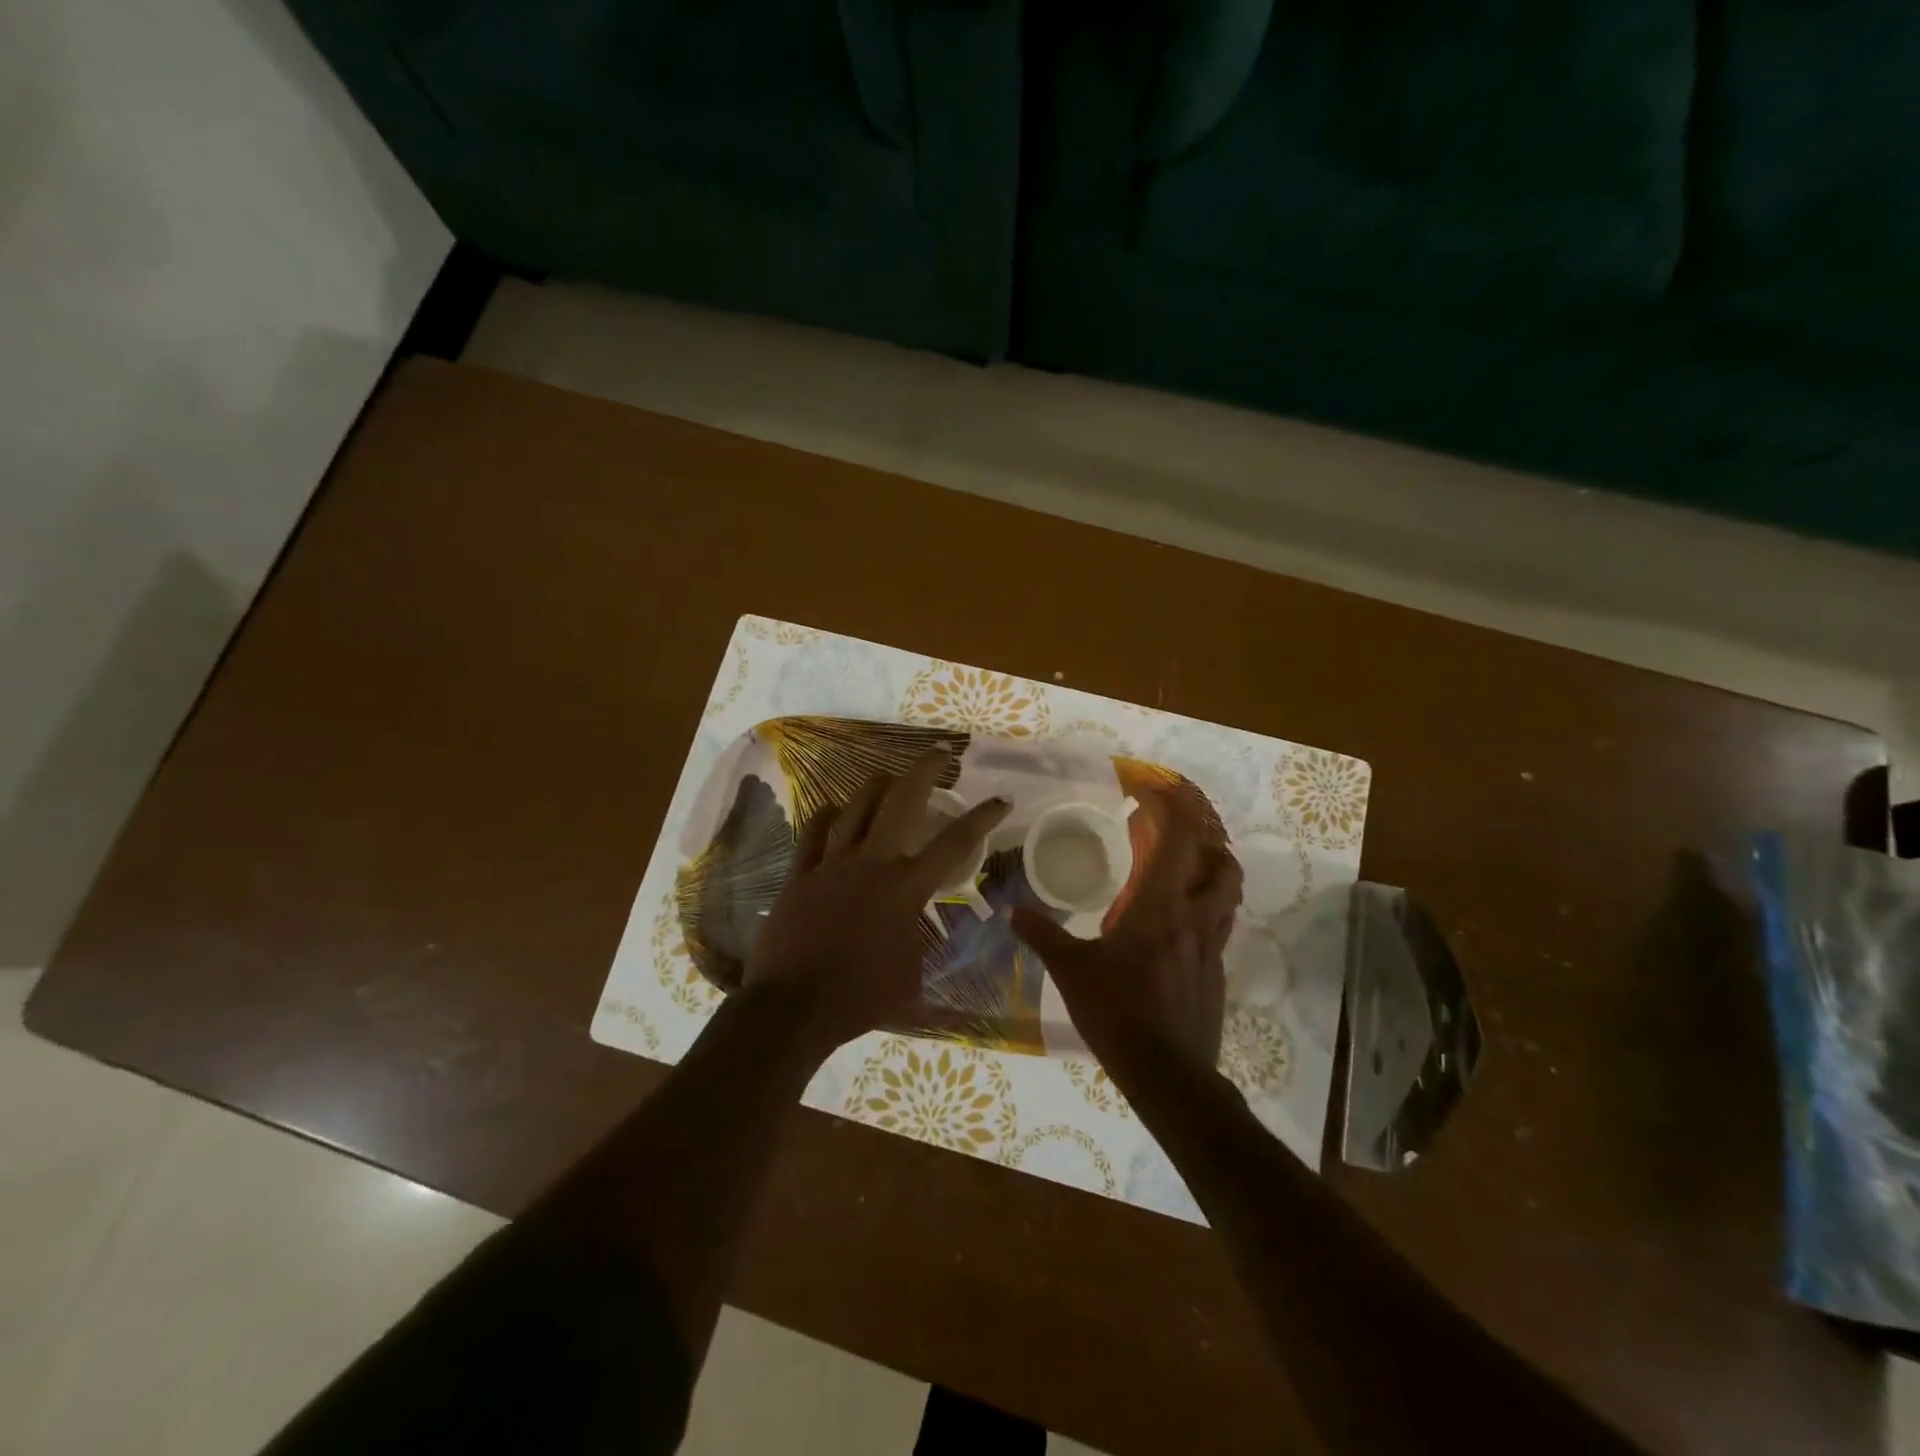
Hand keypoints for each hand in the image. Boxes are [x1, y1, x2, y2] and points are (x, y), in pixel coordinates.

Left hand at [742, 751, 1009, 1054]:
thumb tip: (921, 933)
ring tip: (889, 777)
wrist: (793, 1007)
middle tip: (938, 754)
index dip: (982, 816)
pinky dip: (827, 816)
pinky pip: (813, 832)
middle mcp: (872, 863)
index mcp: (905, 888)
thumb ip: (920, 945)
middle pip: (900, 800)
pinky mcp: (800, 874)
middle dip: (924, 770)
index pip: (954, 842)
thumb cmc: (859, 998)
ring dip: (876, 785)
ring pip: (855, 806)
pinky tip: (834, 809)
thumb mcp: (911, 977)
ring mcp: (832, 864)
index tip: (999, 799)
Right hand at [1012, 820, 1242, 1074]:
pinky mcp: (1215, 976)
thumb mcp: (1071, 971)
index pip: (1179, 841)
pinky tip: (1179, 929)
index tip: (1157, 793)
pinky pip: (1219, 929)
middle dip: (1208, 842)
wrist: (1168, 1076)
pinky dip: (1207, 912)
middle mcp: (1194, 919)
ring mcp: (1211, 949)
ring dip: (1215, 875)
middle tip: (1179, 836)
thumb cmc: (1117, 1012)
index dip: (1174, 810)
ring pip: (1229, 897)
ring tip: (1187, 873)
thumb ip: (1043, 936)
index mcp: (1160, 907)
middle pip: (1223, 865)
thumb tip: (1011, 911)